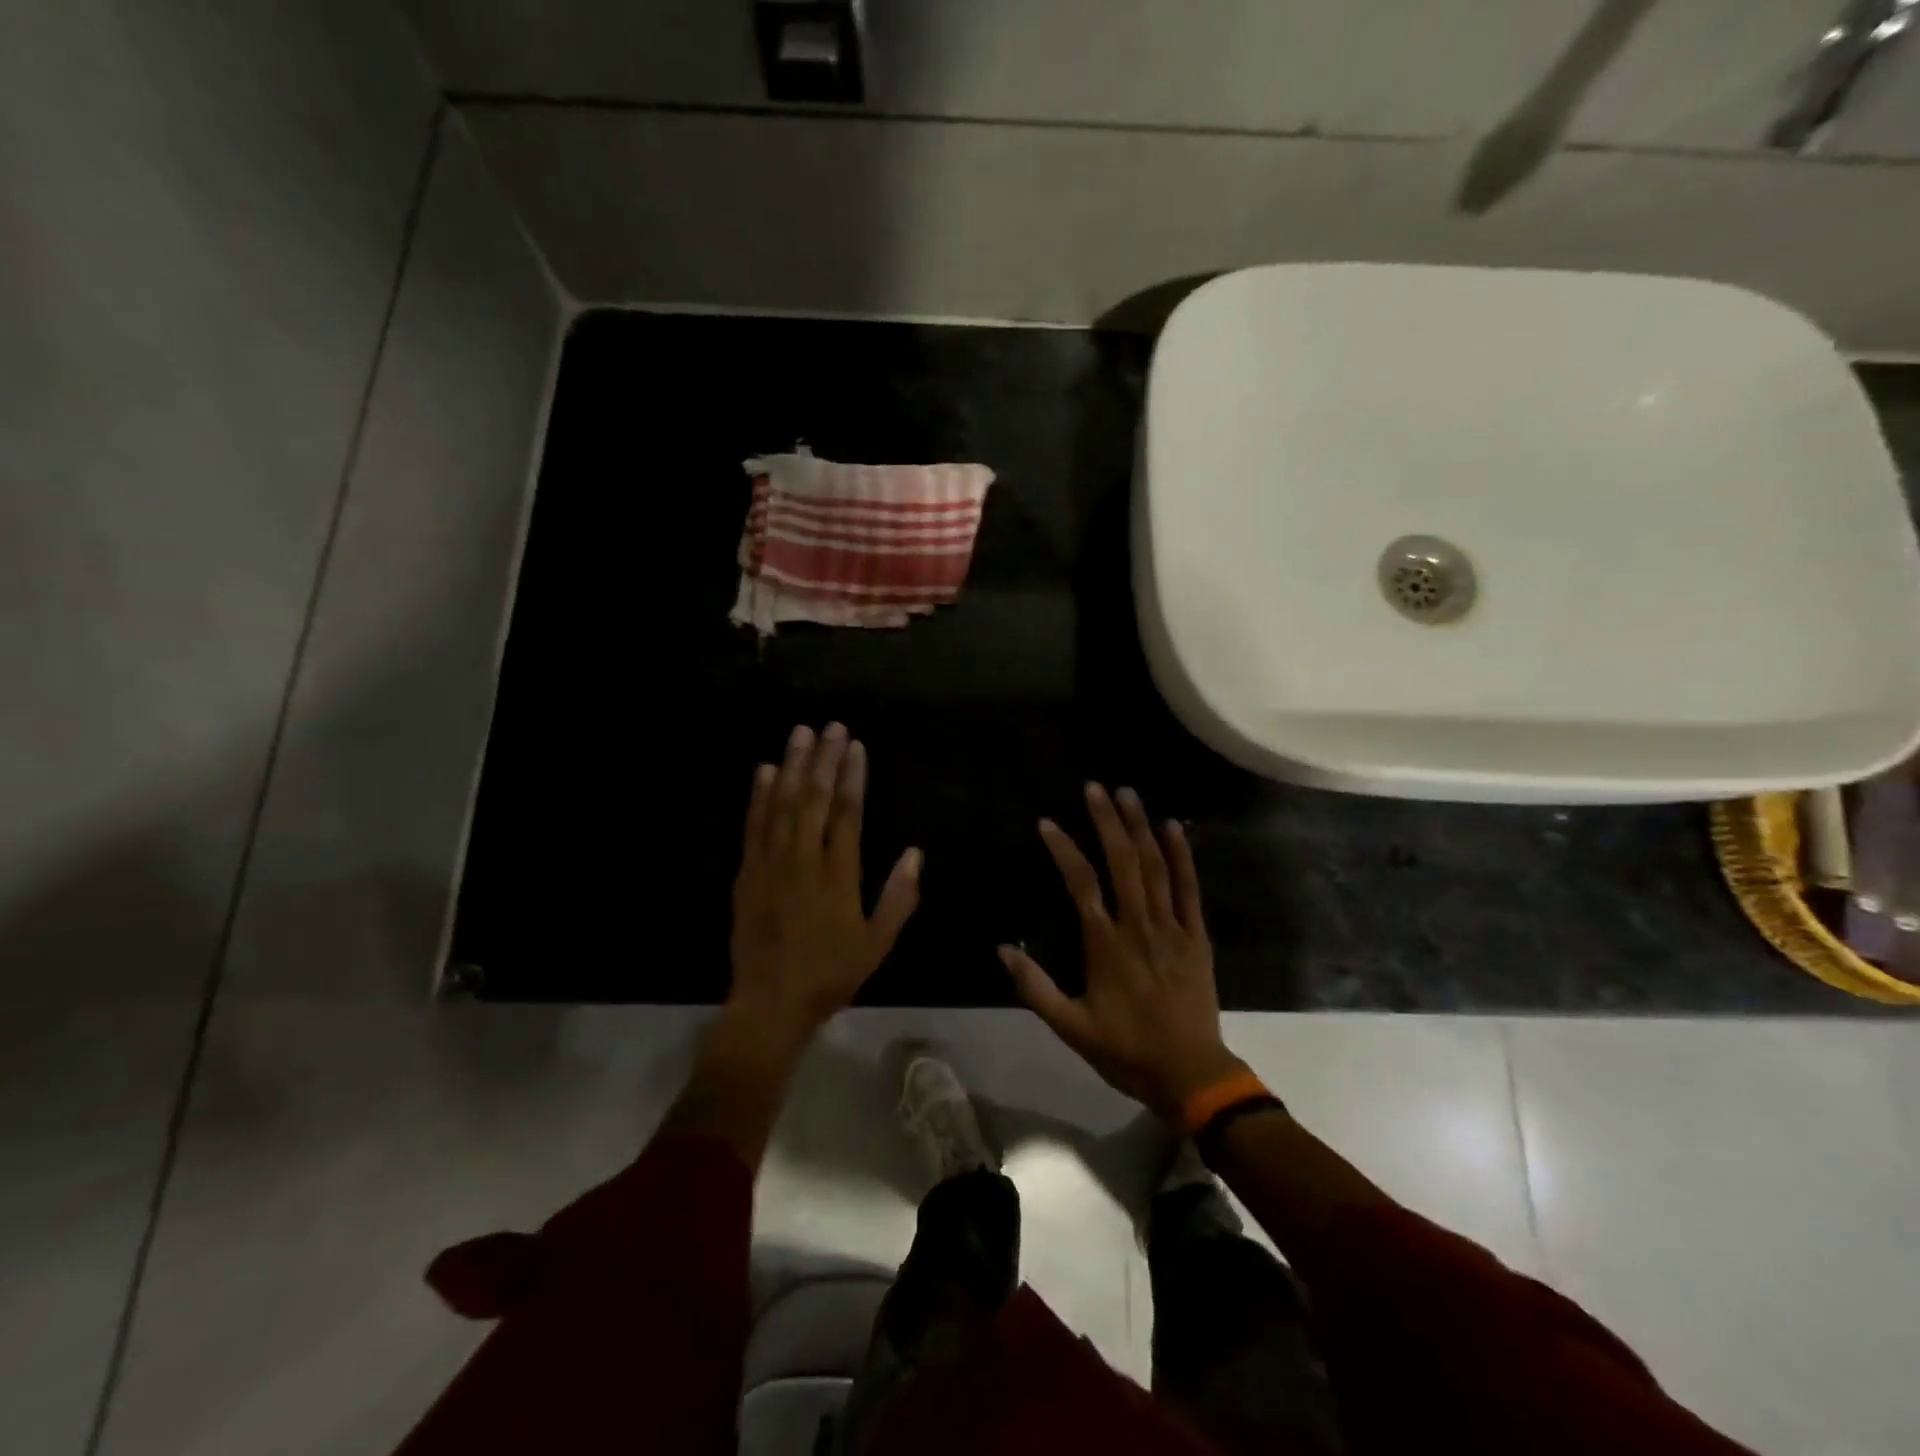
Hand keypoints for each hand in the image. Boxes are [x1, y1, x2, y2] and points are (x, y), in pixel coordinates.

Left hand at [729, 723, 920, 1045]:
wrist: (770, 1003)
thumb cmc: (830, 974)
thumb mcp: (878, 944)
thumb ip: (899, 897)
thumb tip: (916, 853)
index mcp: (839, 875)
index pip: (848, 813)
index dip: (852, 776)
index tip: (855, 746)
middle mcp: (804, 860)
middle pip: (815, 798)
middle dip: (824, 759)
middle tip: (831, 726)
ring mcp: (771, 864)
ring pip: (783, 804)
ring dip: (792, 766)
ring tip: (800, 733)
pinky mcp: (747, 873)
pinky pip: (754, 826)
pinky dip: (760, 796)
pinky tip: (765, 771)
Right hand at [1001, 785, 1241, 1118]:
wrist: (1191, 1074)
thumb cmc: (1126, 1050)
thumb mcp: (1071, 1027)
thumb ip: (1035, 988)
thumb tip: (1002, 949)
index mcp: (1105, 944)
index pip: (1080, 883)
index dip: (1063, 849)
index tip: (1047, 823)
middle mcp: (1138, 925)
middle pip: (1122, 862)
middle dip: (1107, 821)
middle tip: (1095, 787)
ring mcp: (1172, 928)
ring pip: (1156, 867)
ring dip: (1141, 827)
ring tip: (1128, 793)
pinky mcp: (1197, 936)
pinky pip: (1190, 889)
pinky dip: (1183, 856)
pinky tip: (1175, 827)